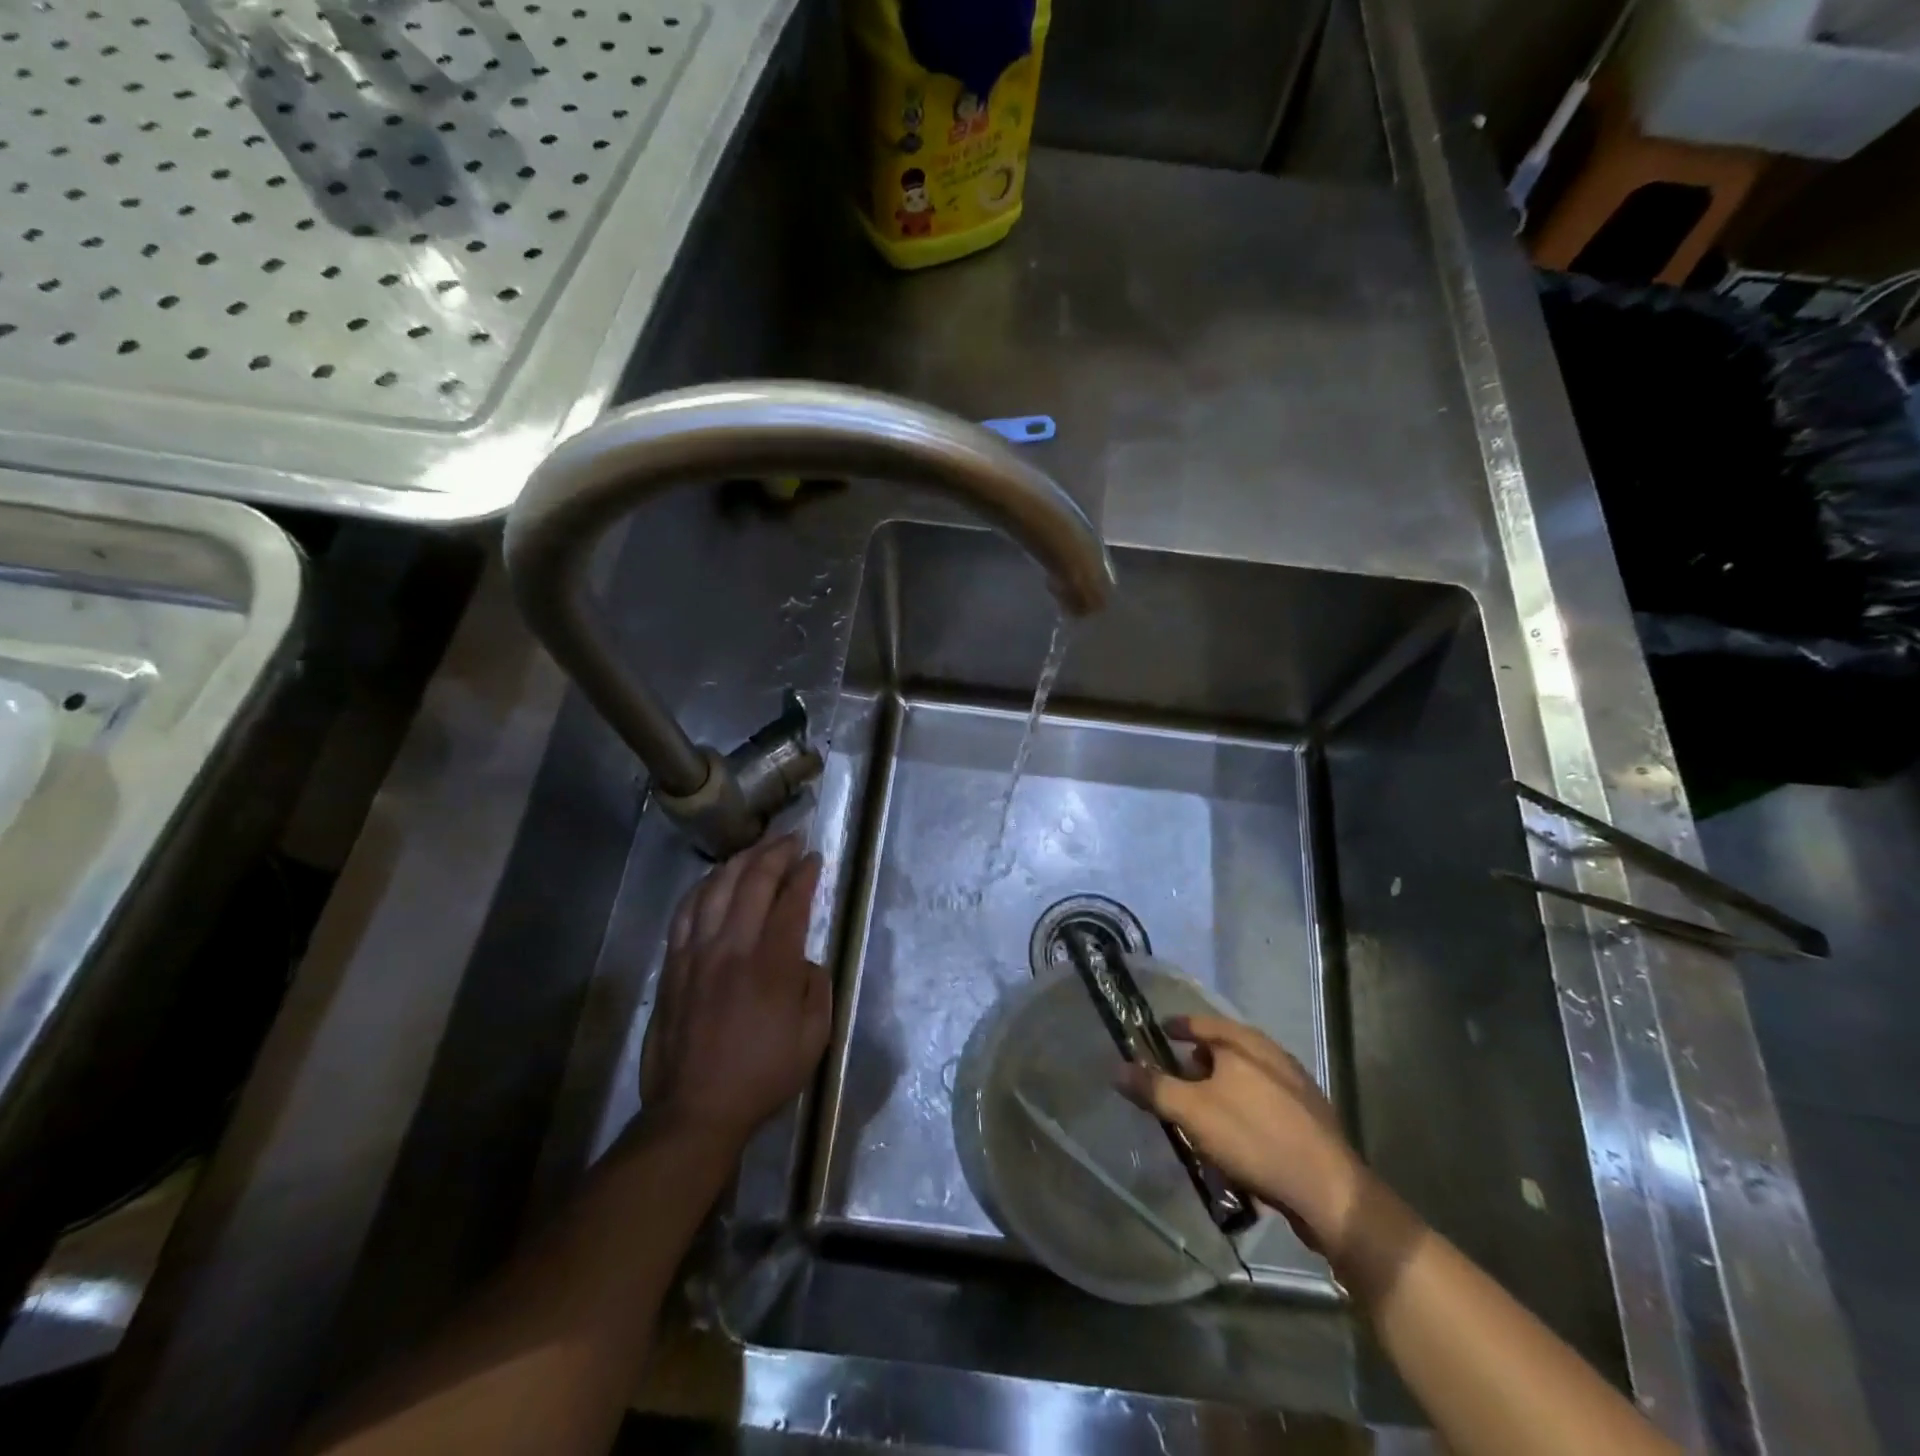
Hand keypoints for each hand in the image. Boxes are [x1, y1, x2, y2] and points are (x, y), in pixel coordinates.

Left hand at [639, 834, 830, 1146]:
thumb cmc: (763, 1074)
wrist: (696, 1109)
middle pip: (753, 882)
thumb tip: (804, 959)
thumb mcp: (814, 1036)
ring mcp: (697, 953)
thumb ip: (817, 987)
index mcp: (773, 964)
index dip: (805, 874)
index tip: (814, 858)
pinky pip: (685, 912)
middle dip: (775, 853)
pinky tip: (713, 880)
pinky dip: (702, 887)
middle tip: (791, 839)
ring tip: (756, 849)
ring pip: (715, 888)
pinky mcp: (673, 965)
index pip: (791, 901)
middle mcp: (733, 947)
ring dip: (739, 861)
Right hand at [1118, 1013, 1371, 1257]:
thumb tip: (1117, 1068)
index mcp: (1243, 1043)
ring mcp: (1296, 1085)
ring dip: (1222, 1090)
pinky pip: (1265, 1102)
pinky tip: (1238, 1139)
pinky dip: (1245, 1110)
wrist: (1330, 1192)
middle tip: (1177, 1082)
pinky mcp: (1310, 1117)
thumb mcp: (1192, 1113)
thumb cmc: (1254, 1138)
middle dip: (1198, 1063)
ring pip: (1246, 1078)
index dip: (1176, 1027)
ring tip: (1203, 1114)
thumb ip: (1153, 1088)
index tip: (1159, 1033)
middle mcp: (1271, 1054)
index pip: (1200, 1022)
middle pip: (1224, 1049)